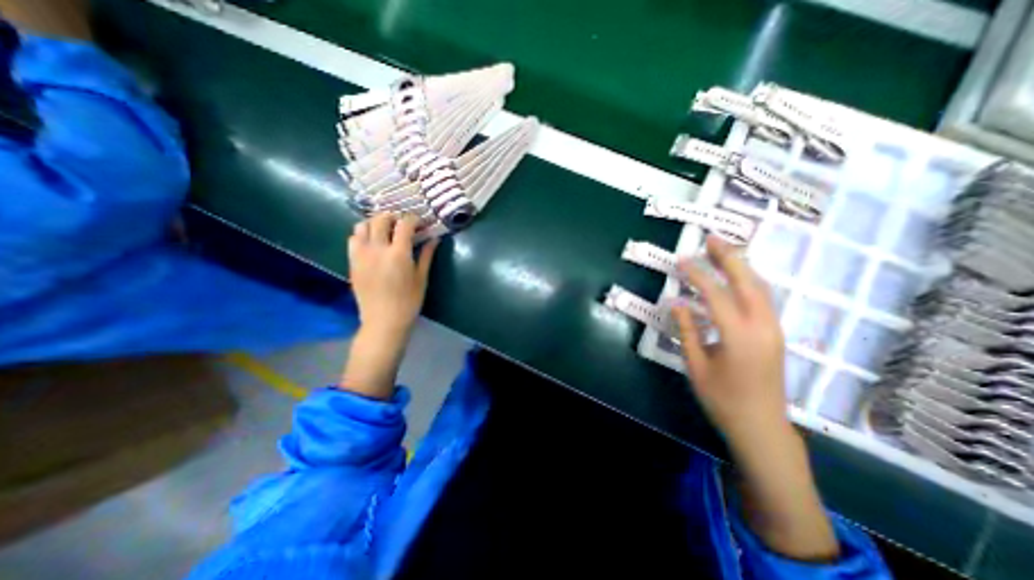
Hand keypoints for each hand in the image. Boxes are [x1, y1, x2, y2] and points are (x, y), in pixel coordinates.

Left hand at [347, 214, 434, 344]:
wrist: (383, 321)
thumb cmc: (409, 301)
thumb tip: (434, 238)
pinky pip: (353, 239)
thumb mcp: (422, 278)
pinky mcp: (352, 262)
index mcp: (398, 254)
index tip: (419, 223)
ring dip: (375, 223)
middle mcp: (377, 249)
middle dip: (393, 217)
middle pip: (381, 219)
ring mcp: (361, 255)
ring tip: (385, 230)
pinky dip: (362, 234)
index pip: (404, 224)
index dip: (413, 219)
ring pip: (362, 225)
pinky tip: (372, 242)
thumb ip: (426, 255)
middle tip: (402, 224)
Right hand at [675, 235, 834, 560]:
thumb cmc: (722, 399)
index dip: (697, 274)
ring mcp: (773, 329)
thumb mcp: (696, 365)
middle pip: (747, 282)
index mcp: (738, 336)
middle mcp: (762, 327)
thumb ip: (688, 331)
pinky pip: (762, 298)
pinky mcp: (775, 334)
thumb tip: (677, 303)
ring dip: (741, 266)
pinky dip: (747, 281)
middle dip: (729, 257)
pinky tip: (735, 277)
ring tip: (722, 250)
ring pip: (760, 287)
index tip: (682, 260)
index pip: (715, 294)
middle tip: (711, 238)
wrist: (762, 427)